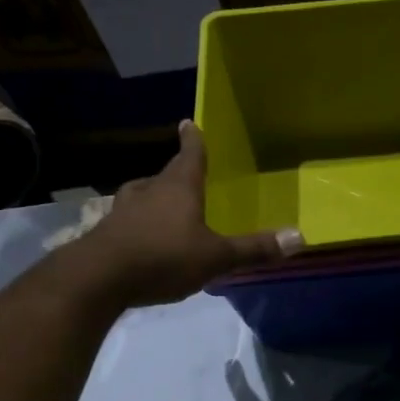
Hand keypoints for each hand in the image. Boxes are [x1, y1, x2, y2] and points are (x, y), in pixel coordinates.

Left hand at [76, 120, 302, 308]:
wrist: (99, 278)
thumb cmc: (164, 258)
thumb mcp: (216, 257)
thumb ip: (254, 250)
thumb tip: (300, 237)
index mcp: (178, 188)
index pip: (190, 155)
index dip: (193, 141)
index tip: (189, 123)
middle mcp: (149, 191)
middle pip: (165, 176)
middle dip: (176, 174)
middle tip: (184, 174)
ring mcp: (123, 211)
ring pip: (142, 196)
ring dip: (153, 199)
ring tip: (163, 206)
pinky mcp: (106, 233)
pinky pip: (128, 222)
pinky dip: (138, 225)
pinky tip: (143, 240)